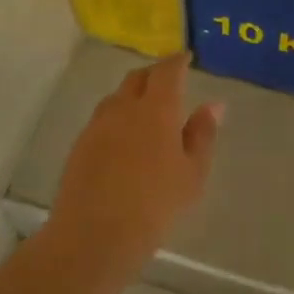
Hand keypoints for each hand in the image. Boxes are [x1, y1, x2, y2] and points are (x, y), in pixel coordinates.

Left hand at [49, 54, 223, 270]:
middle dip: (154, 74)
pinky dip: (117, 117)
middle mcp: (123, 108)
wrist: (94, 235)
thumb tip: (214, 104)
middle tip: (168, 81)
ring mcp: (97, 126)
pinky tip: (124, 137)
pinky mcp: (80, 145)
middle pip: (137, 78)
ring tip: (146, 109)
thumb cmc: (156, 204)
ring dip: (133, 94)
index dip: (177, 61)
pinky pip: (102, 119)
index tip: (186, 57)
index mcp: (156, 109)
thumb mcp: (192, 173)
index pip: (167, 71)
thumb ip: (202, 134)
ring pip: (117, 97)